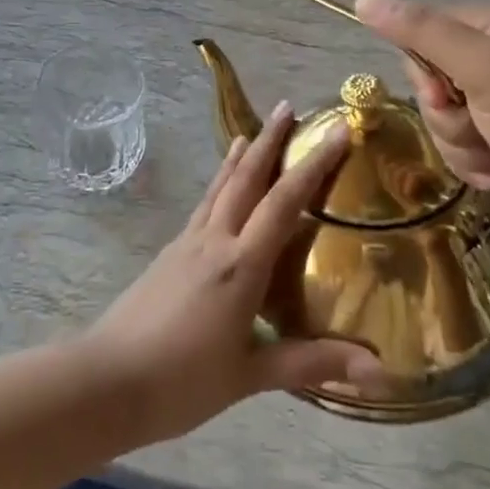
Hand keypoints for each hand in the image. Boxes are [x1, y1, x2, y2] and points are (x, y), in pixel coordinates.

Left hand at [87, 105, 388, 443]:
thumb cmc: (182, 381)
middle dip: (270, 141)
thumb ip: (313, 363)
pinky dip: (217, 185)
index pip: (284, 202)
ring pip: (219, 188)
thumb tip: (382, 372)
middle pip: (245, 178)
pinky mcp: (169, 254)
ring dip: (239, 157)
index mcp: (240, 265)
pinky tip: (219, 191)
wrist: (107, 380)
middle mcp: (214, 241)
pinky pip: (202, 207)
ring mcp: (186, 244)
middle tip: (289, 107)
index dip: (314, 164)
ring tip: (250, 132)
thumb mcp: (251, 375)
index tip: (337, 131)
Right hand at [354, 0, 489, 254]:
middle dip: (446, 109)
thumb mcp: (488, 71)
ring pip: (439, 114)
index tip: (446, 90)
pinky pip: (454, 142)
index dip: (426, 64)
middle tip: (479, 123)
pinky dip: (470, 162)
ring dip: (458, 140)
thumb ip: (425, 34)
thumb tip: (363, 0)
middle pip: (431, 74)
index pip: (432, 27)